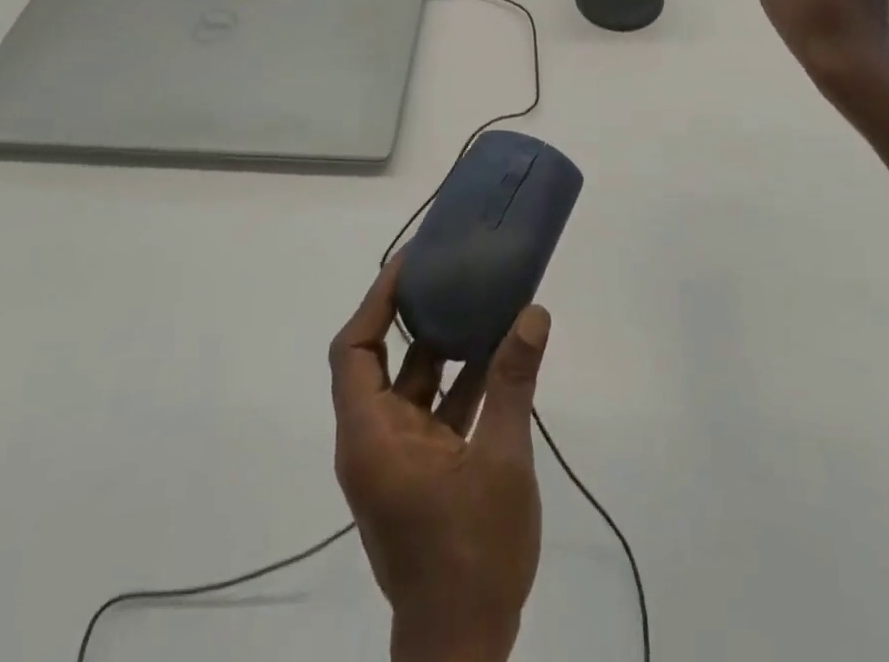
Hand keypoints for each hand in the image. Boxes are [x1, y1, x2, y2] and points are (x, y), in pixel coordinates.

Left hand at [331, 256, 550, 661]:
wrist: (464, 650)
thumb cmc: (471, 553)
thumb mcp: (500, 460)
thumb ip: (513, 383)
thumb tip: (533, 313)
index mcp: (371, 435)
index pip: (355, 349)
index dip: (377, 301)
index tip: (411, 264)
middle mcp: (374, 440)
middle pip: (380, 359)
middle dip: (411, 314)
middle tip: (446, 271)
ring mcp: (397, 458)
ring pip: (412, 385)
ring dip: (443, 347)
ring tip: (477, 299)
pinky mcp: (421, 473)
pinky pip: (434, 412)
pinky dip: (460, 383)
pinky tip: (499, 356)